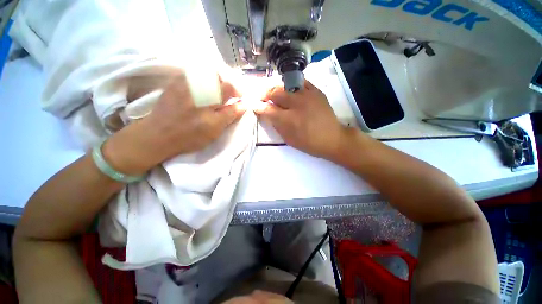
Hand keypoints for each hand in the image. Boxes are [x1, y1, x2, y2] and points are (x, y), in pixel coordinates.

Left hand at [103, 75, 245, 175]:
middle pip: (220, 77)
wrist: (157, 134)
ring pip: (208, 72)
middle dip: (229, 86)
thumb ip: (230, 115)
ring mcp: (185, 82)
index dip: (239, 92)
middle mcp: (197, 87)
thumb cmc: (189, 137)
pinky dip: (204, 78)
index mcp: (209, 102)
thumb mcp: (214, 130)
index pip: (230, 89)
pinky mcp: (176, 81)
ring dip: (218, 81)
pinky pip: (195, 73)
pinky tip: (204, 88)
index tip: (241, 98)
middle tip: (229, 97)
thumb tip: (244, 105)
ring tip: (217, 93)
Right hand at [255, 81, 353, 160]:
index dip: (258, 106)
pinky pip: (301, 81)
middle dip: (265, 94)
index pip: (268, 109)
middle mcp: (297, 104)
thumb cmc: (309, 143)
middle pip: (275, 92)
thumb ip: (276, 125)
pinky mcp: (317, 91)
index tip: (254, 105)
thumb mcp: (289, 140)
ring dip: (276, 88)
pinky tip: (289, 88)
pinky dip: (292, 84)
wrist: (333, 138)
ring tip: (273, 92)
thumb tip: (267, 114)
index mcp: (289, 120)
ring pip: (286, 84)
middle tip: (262, 97)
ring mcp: (308, 95)